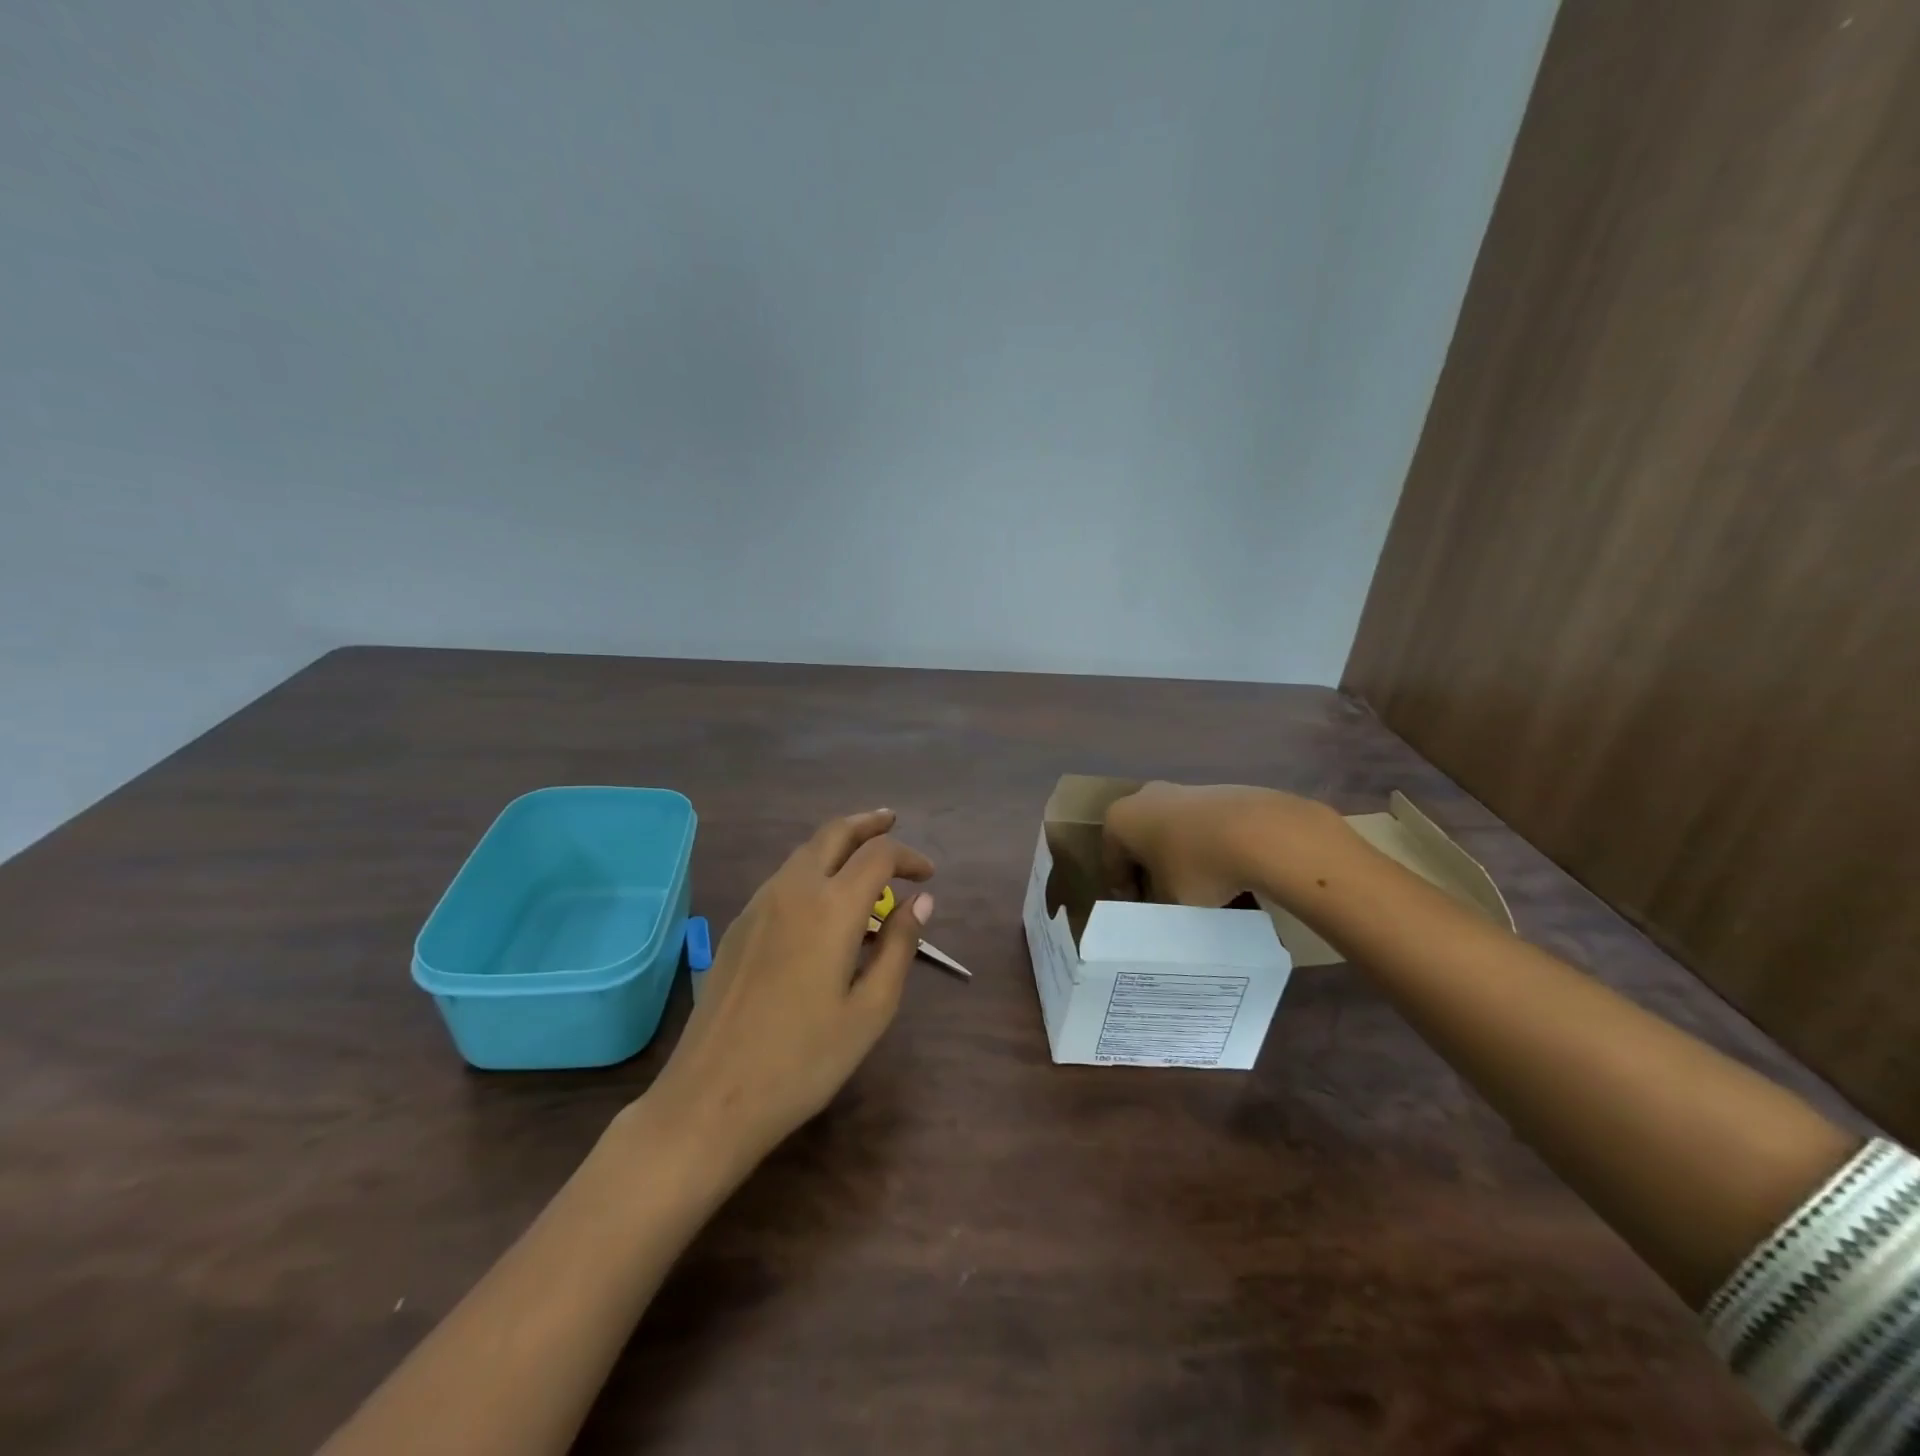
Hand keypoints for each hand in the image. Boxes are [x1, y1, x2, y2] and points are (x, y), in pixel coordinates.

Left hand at [650, 809, 934, 1169]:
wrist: (711, 1097)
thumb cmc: (804, 1060)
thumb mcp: (870, 1010)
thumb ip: (900, 946)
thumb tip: (921, 902)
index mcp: (831, 907)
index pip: (878, 854)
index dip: (909, 856)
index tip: (928, 876)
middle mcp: (793, 890)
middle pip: (834, 833)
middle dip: (868, 823)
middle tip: (892, 822)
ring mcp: (758, 905)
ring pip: (804, 851)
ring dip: (838, 842)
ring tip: (862, 854)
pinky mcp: (737, 925)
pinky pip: (783, 877)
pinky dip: (813, 866)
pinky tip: (822, 896)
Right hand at [1104, 781, 1330, 906]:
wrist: (1257, 832)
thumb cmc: (1195, 867)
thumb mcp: (1168, 900)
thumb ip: (1157, 903)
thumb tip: (1162, 905)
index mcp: (1119, 819)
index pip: (1111, 860)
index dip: (1123, 891)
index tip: (1137, 912)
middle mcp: (1143, 797)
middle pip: (1139, 840)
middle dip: (1148, 868)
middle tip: (1161, 898)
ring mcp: (1181, 790)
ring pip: (1170, 830)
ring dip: (1176, 855)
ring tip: (1195, 887)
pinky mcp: (1215, 792)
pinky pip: (1199, 826)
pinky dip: (1202, 846)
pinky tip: (1220, 870)